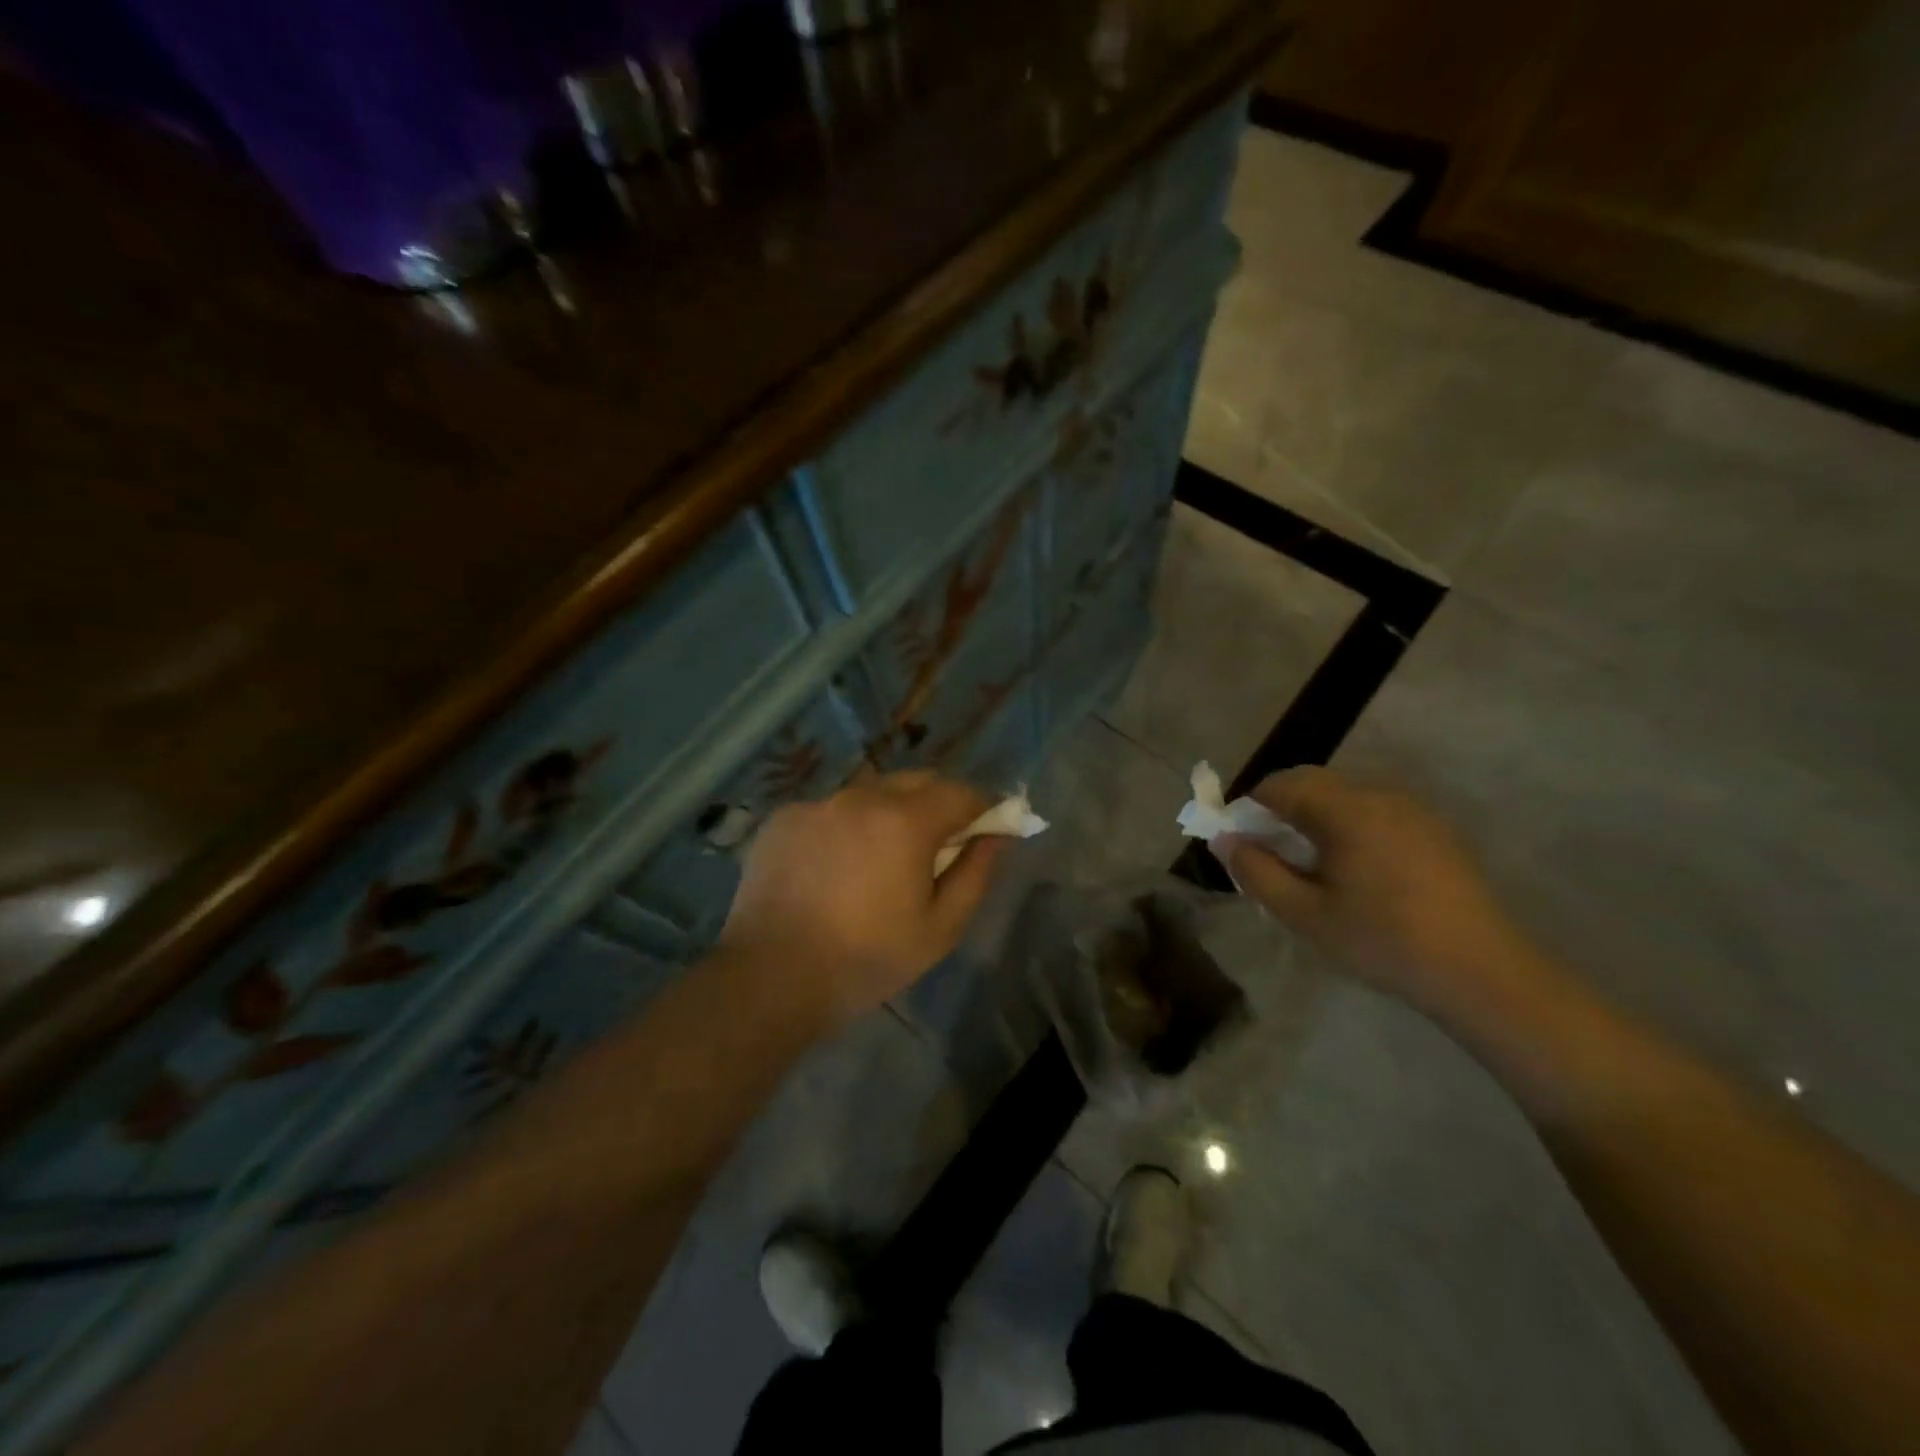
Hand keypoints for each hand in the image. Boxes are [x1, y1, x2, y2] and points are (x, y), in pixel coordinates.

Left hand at [720, 771, 1006, 1024]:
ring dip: (890, 812)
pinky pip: (831, 810)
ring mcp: (817, 803)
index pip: (960, 791)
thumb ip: (976, 873)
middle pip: (916, 781)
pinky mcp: (784, 818)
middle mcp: (861, 796)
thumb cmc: (867, 959)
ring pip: (871, 793)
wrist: (771, 977)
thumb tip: (996, 836)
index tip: (985, 831)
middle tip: (937, 846)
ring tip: (881, 858)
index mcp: (905, 820)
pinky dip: (847, 826)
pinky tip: (835, 867)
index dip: (982, 807)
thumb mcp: (940, 928)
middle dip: (938, 804)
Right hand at [1213, 767, 1540, 1015]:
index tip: (1240, 844)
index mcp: (1346, 809)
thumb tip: (1225, 840)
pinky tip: (1356, 874)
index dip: (1250, 808)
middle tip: (1271, 857)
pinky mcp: (1435, 830)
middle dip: (1281, 812)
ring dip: (1315, 819)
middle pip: (1313, 784)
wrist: (1482, 972)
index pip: (1280, 785)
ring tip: (1311, 868)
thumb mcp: (1305, 914)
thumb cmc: (1382, 940)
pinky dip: (1349, 828)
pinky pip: (1375, 813)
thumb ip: (1256, 872)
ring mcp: (1413, 810)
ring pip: (1345, 798)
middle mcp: (1379, 795)